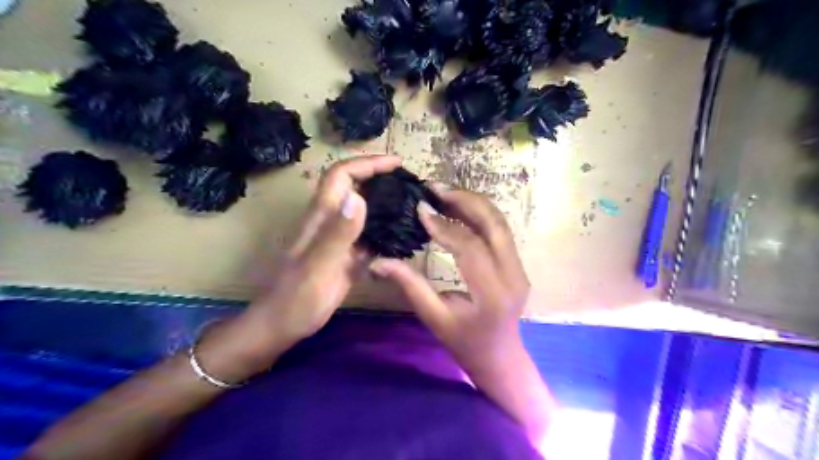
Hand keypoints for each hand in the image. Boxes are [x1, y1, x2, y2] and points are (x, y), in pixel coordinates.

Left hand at [200, 157, 401, 382]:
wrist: (283, 325)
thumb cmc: (296, 297)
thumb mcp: (318, 265)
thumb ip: (338, 233)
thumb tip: (359, 197)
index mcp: (322, 216)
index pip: (342, 175)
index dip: (368, 163)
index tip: (397, 163)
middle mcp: (331, 222)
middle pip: (354, 187)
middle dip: (380, 178)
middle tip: (410, 182)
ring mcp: (340, 240)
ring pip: (363, 211)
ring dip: (385, 203)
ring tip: (412, 205)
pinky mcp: (346, 257)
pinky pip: (369, 237)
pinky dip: (385, 231)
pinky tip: (402, 237)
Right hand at [373, 184, 530, 374]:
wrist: (500, 357)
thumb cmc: (464, 343)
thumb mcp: (434, 318)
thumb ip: (409, 285)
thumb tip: (379, 262)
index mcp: (492, 294)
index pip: (470, 248)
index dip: (444, 226)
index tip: (420, 210)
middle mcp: (513, 275)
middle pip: (493, 225)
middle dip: (464, 200)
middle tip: (435, 188)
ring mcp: (520, 267)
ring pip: (500, 223)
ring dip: (473, 203)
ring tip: (444, 193)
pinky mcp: (518, 264)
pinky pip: (500, 231)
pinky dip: (480, 214)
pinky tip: (458, 208)